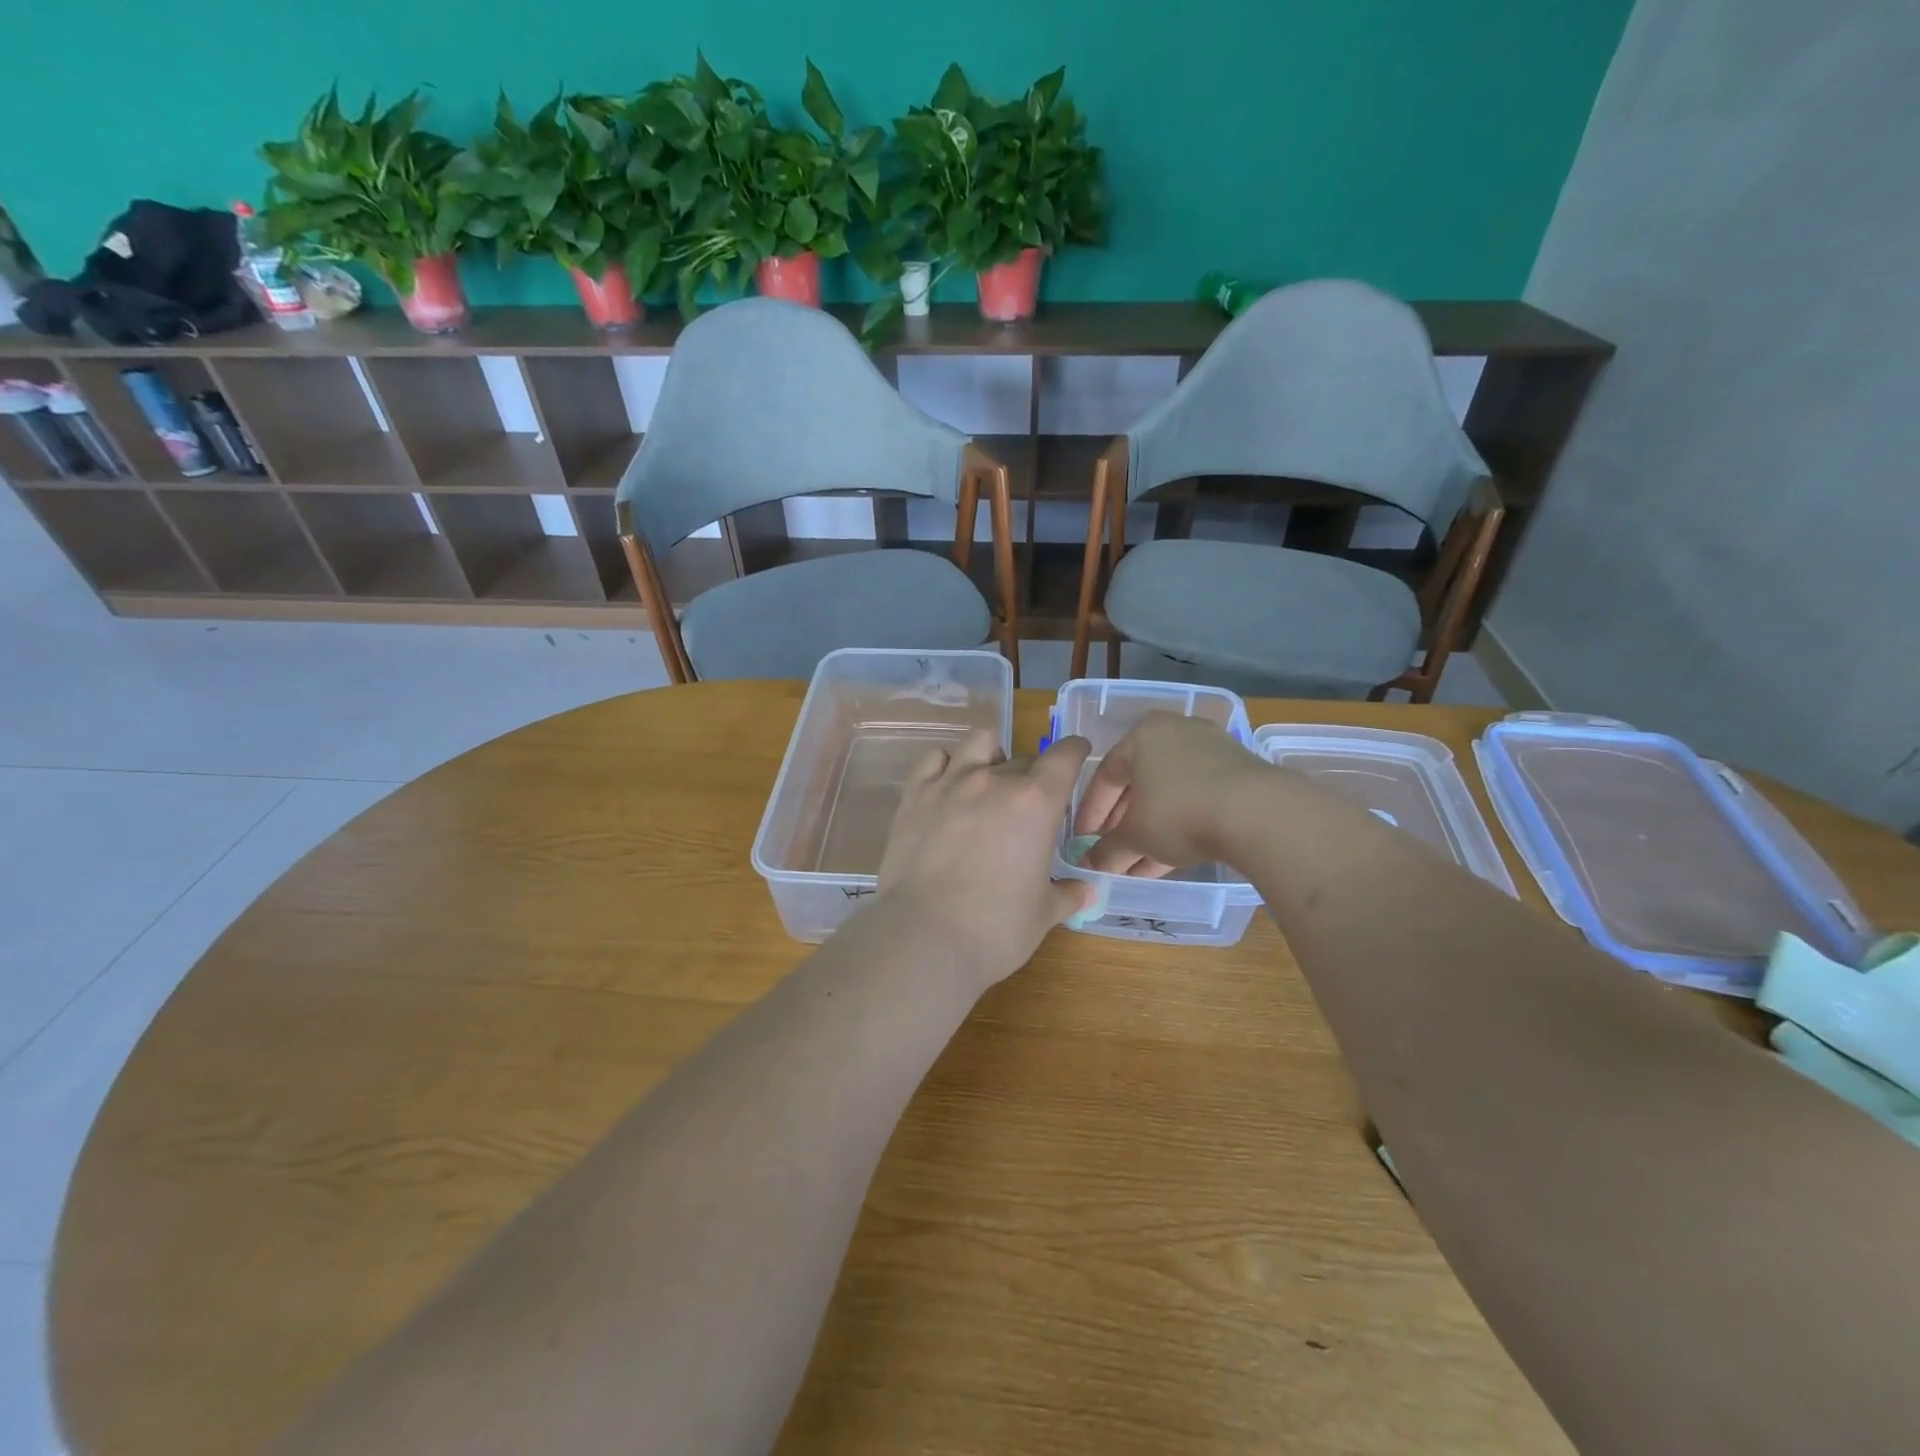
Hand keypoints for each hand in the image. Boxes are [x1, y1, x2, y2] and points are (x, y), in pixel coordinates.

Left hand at [877, 730, 1094, 989]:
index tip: (1077, 753)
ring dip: (990, 756)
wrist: (925, 936)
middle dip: (1031, 776)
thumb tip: (1084, 891)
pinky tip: (947, 787)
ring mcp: (950, 783)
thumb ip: (1067, 894)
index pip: (1064, 757)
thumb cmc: (997, 928)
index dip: (1074, 751)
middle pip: (1022, 759)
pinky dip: (945, 765)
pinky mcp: (914, 795)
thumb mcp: (1044, 914)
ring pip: (978, 742)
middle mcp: (994, 780)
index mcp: (1035, 803)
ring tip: (987, 782)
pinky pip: (933, 759)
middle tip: (1027, 807)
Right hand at [1072, 712, 1270, 876]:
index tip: (1083, 840)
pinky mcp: (1239, 775)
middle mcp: (1176, 733)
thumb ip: (1108, 850)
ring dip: (1150, 831)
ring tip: (1135, 866)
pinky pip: (1196, 800)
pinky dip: (1179, 827)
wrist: (1259, 813)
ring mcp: (1212, 752)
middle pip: (1138, 784)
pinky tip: (1167, 861)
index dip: (1090, 813)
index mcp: (1142, 734)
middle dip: (1122, 824)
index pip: (1105, 775)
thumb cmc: (1179, 812)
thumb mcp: (1135, 835)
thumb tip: (1090, 865)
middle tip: (1110, 853)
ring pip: (1168, 795)